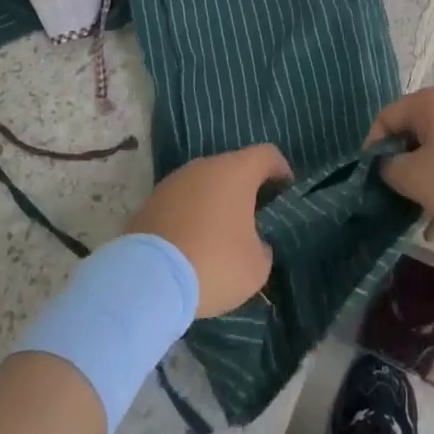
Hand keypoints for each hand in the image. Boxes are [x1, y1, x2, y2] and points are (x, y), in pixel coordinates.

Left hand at [126, 144, 291, 317]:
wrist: (147, 279)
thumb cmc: (213, 263)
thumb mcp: (257, 266)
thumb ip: (262, 246)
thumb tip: (253, 242)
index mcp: (236, 171)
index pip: (267, 154)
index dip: (281, 171)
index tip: (285, 194)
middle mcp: (204, 166)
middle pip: (233, 168)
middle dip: (246, 190)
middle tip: (254, 221)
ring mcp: (174, 181)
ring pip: (204, 184)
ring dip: (216, 203)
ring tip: (220, 237)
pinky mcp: (151, 201)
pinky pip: (182, 202)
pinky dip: (191, 216)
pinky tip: (192, 245)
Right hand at [368, 86, 433, 236]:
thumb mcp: (418, 179)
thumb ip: (390, 169)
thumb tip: (387, 165)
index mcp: (430, 102)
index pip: (386, 118)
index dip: (372, 148)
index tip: (371, 180)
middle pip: (415, 134)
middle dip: (404, 169)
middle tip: (398, 200)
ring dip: (429, 182)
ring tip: (423, 220)